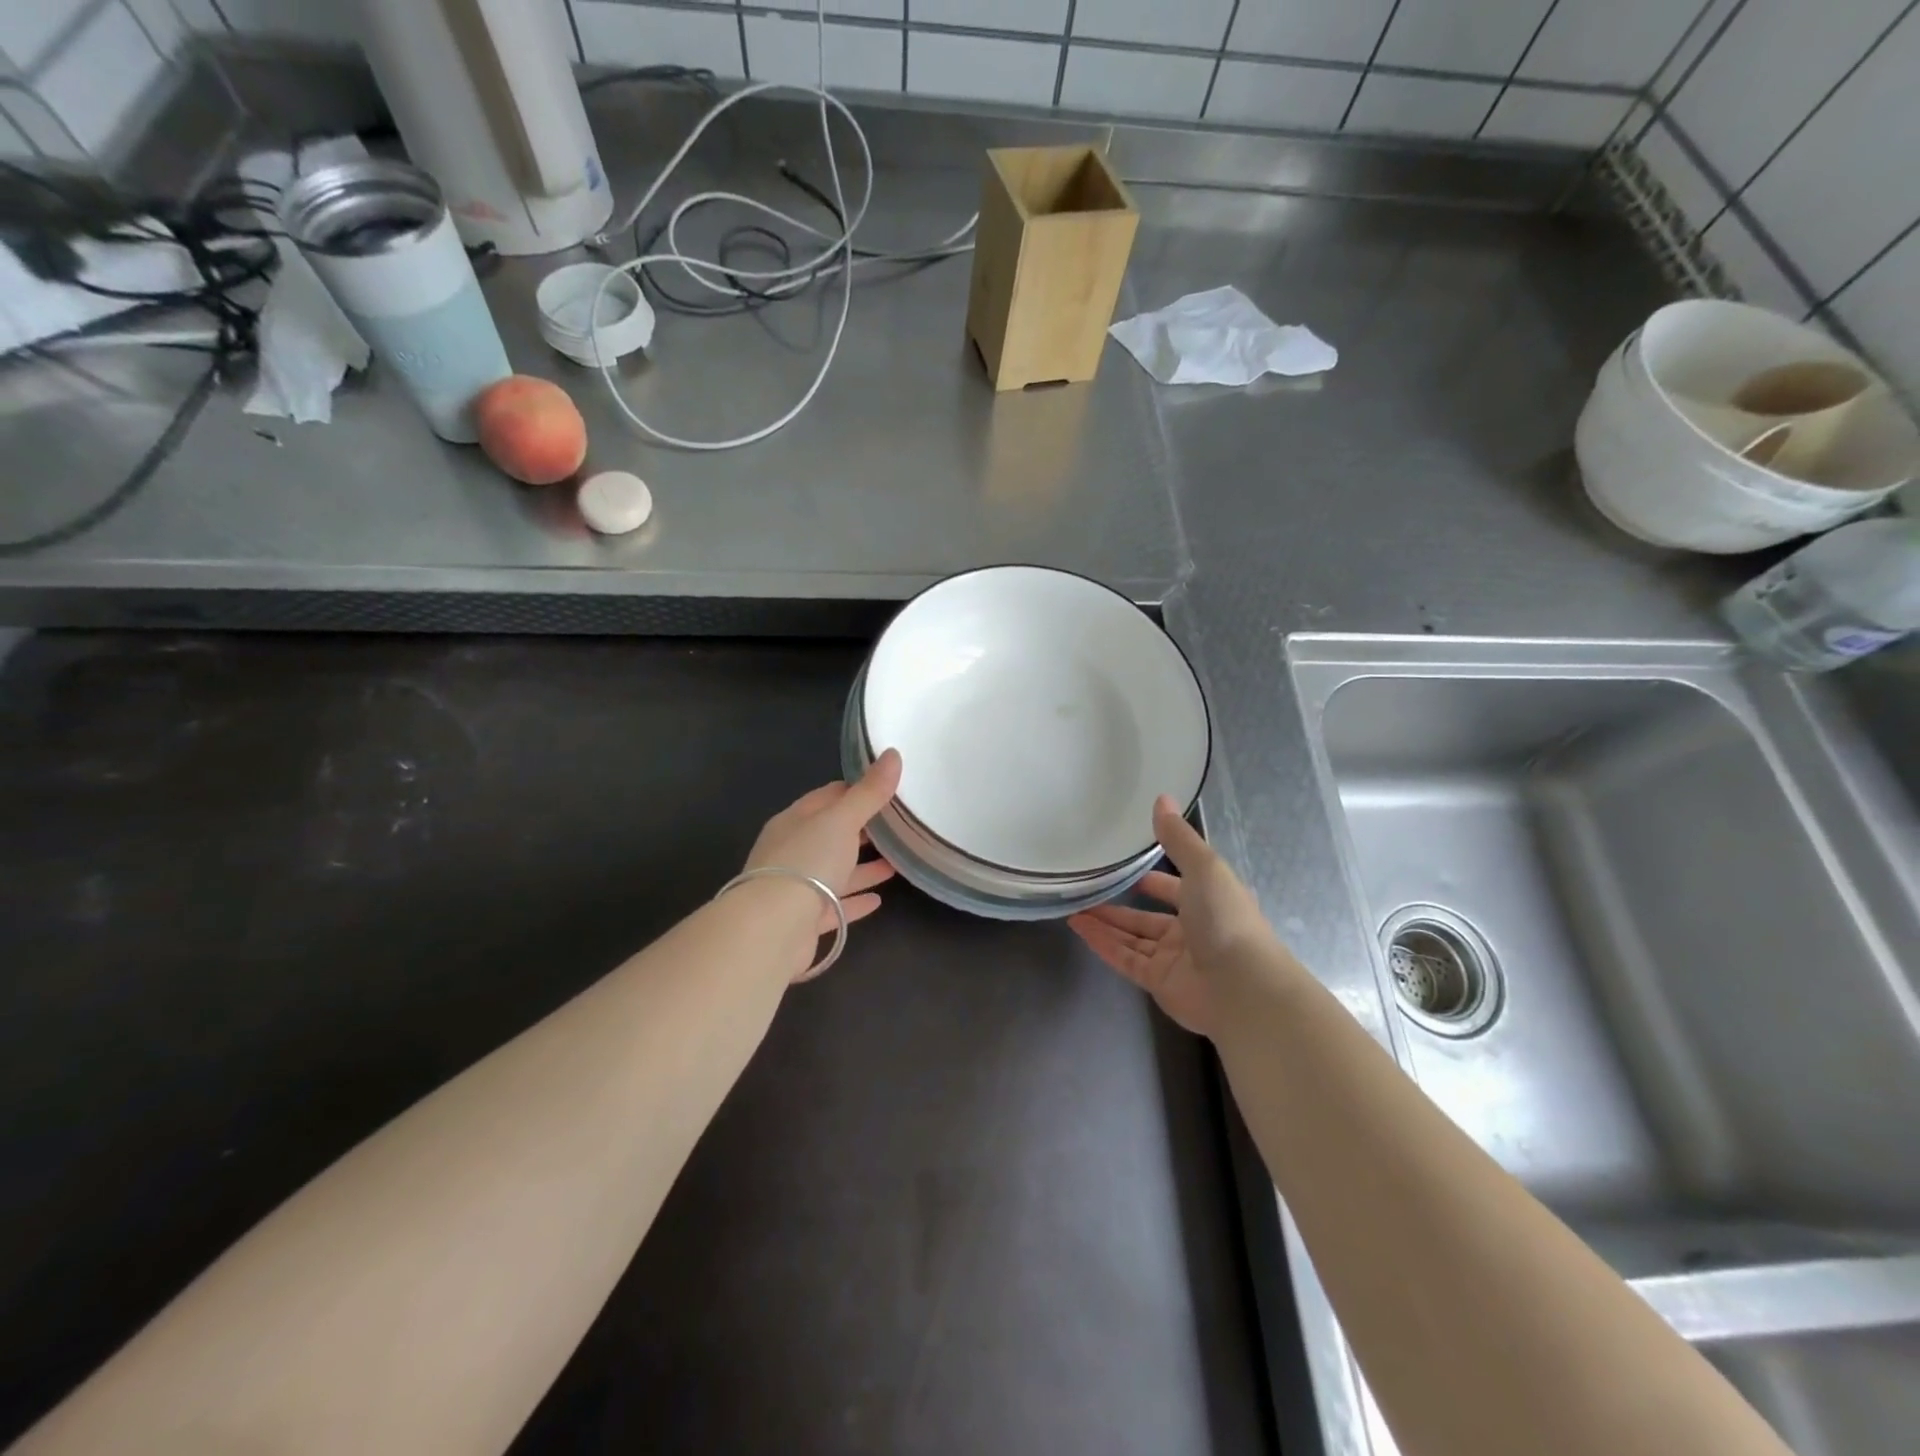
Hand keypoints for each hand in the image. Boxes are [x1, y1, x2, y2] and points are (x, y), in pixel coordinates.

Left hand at [745, 748, 902, 938]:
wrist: (772, 929)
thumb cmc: (807, 862)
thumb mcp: (842, 820)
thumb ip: (869, 792)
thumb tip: (894, 754)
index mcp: (795, 821)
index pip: (827, 797)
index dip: (856, 791)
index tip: (886, 789)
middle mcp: (792, 851)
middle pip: (831, 835)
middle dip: (862, 830)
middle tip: (897, 826)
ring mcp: (796, 887)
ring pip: (834, 872)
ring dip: (862, 867)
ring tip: (896, 862)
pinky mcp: (804, 921)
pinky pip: (835, 907)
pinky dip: (855, 901)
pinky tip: (877, 900)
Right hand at [1069, 795, 1269, 1037]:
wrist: (1241, 987)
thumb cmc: (1226, 919)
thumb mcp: (1204, 867)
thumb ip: (1178, 838)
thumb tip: (1161, 797)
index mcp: (1210, 901)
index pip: (1177, 886)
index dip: (1154, 878)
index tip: (1126, 867)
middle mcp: (1193, 930)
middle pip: (1150, 916)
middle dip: (1121, 904)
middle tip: (1090, 889)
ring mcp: (1175, 959)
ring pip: (1133, 937)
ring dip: (1105, 923)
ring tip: (1074, 907)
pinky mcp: (1158, 982)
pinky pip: (1125, 959)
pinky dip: (1102, 943)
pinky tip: (1079, 927)